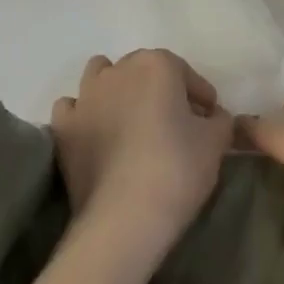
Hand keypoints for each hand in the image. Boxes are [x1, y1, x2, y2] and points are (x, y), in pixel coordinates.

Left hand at [51, 50, 233, 255]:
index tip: (209, 121)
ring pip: (101, 76)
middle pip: (144, 70)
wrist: (124, 218)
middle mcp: (119, 70)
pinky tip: (96, 133)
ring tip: (131, 121)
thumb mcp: (216, 142)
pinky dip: (84, 114)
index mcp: (158, 65)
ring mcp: (86, 96)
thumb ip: (219, 120)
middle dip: (161, 90)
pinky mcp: (64, 127)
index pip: (186, 74)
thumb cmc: (177, 169)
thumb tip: (211, 118)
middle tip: (175, 124)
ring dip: (117, 90)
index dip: (201, 98)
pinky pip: (72, 107)